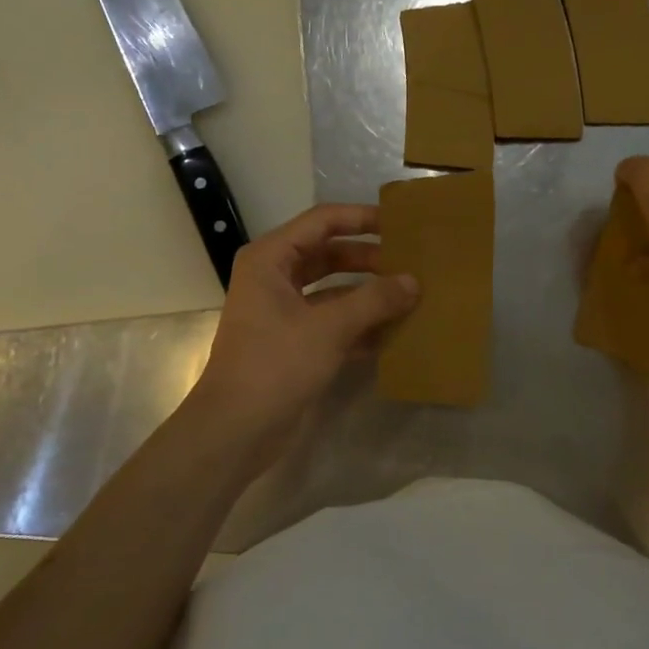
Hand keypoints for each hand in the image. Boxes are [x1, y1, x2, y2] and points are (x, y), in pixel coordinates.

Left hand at [189, 204, 418, 461]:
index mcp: (271, 259)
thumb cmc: (276, 365)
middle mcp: (274, 278)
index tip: (401, 224)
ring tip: (411, 295)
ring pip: (334, 290)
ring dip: (368, 293)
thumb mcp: (329, 328)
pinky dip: (360, 324)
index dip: (362, 218)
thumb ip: (374, 300)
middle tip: (411, 262)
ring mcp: (283, 312)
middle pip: (329, 254)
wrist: (236, 430)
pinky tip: (394, 332)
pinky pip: (333, 321)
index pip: (323, 222)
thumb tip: (413, 281)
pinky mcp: (294, 343)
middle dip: (370, 259)